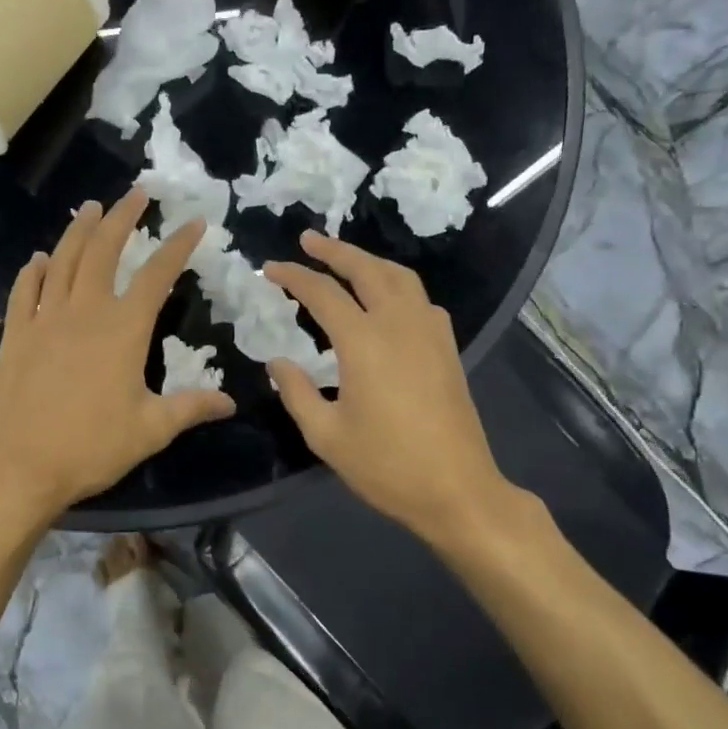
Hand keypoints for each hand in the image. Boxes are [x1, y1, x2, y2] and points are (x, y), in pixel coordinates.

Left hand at [0, 189, 234, 519]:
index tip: (195, 221)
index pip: (158, 274)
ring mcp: (44, 320)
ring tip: (90, 207)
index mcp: (124, 329)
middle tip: (136, 193)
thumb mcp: (151, 430)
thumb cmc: (92, 447)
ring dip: (79, 231)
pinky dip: (33, 271)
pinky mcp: (15, 336)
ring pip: (63, 261)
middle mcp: (85, 311)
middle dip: (123, 217)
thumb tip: (230, 402)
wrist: (20, 466)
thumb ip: (191, 408)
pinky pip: (24, 292)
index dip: (178, 245)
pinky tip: (39, 259)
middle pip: (104, 250)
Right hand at [265, 232, 526, 549]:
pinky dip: (397, 285)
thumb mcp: (325, 435)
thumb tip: (278, 361)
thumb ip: (297, 392)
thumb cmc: (385, 465)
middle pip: (366, 269)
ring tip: (345, 260)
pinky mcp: (447, 348)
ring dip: (369, 261)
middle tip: (308, 239)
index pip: (322, 293)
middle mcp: (399, 324)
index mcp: (364, 342)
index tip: (270, 269)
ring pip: (400, 277)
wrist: (457, 489)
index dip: (294, 277)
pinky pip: (420, 299)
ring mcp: (429, 333)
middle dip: (335, 250)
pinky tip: (387, 299)